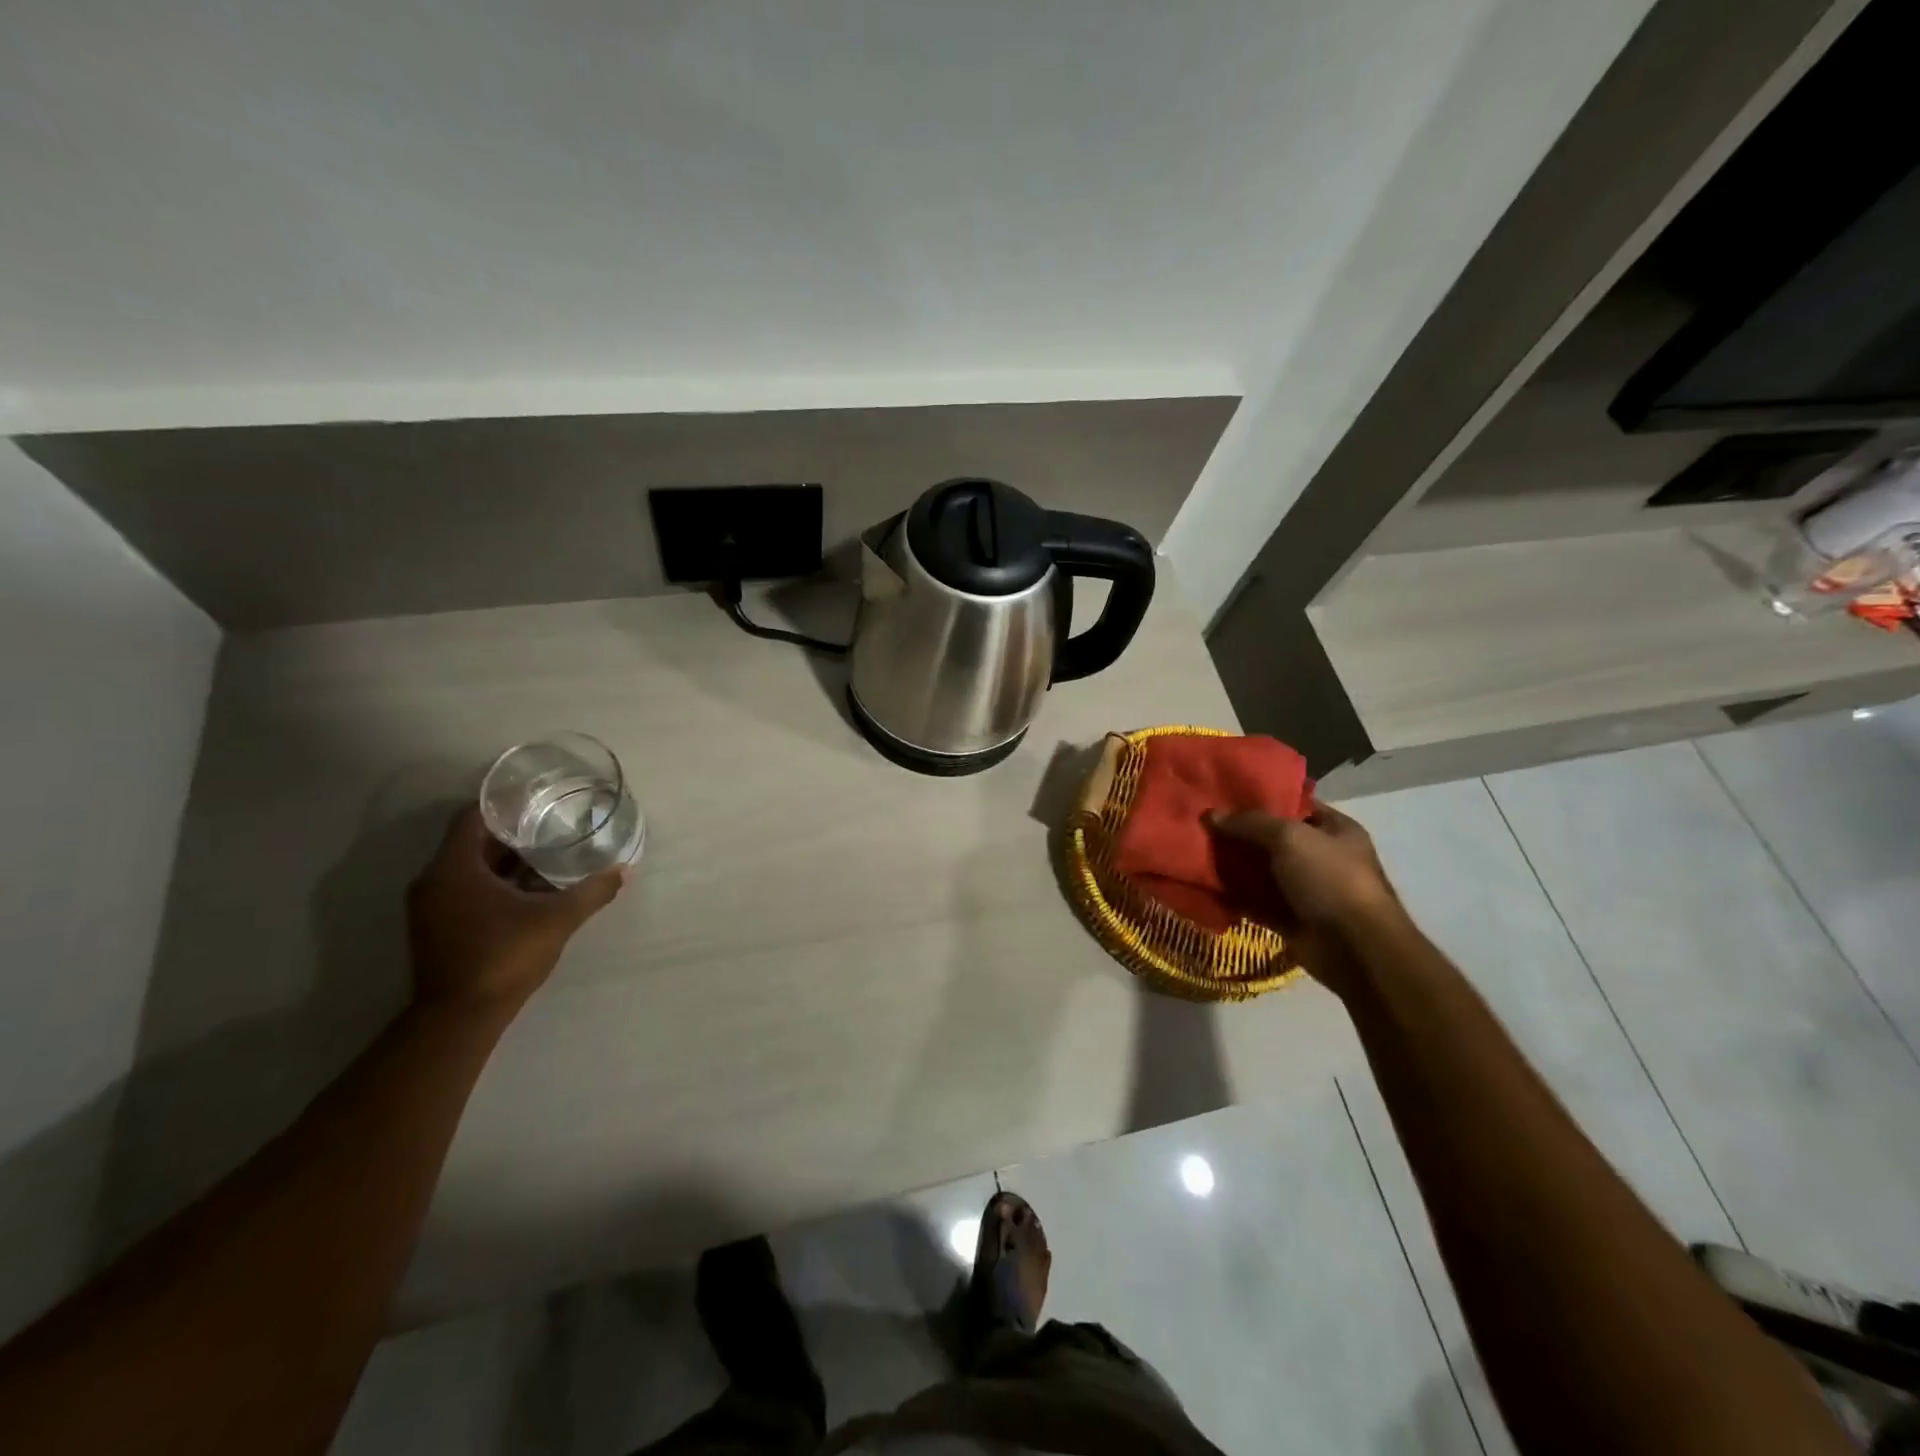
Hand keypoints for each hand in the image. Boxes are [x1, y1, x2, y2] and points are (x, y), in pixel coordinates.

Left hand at [406, 807, 627, 1019]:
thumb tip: (624, 870)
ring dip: (505, 862)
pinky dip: (494, 885)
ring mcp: (431, 908)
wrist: (460, 1018)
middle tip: (552, 825)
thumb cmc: (504, 956)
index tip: (537, 800)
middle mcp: (434, 882)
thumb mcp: (557, 919)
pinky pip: (466, 891)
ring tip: (548, 855)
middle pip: (472, 843)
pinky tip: (530, 891)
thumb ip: (591, 891)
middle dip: (512, 834)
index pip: (473, 818)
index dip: (504, 805)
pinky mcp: (436, 929)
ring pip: (469, 869)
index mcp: (454, 869)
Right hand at [1207, 801, 1399, 992]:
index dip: (1262, 799)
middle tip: (1203, 825)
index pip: (1295, 805)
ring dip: (1234, 866)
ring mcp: (1307, 891)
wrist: (1353, 947)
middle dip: (1241, 834)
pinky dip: (1235, 897)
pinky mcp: (1291, 919)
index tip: (1225, 797)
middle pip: (1273, 839)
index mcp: (1335, 830)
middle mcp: (1322, 858)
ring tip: (1196, 853)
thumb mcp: (1289, 837)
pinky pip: (1257, 902)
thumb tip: (1211, 814)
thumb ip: (1250, 822)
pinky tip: (1206, 886)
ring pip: (1262, 872)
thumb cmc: (1330, 879)